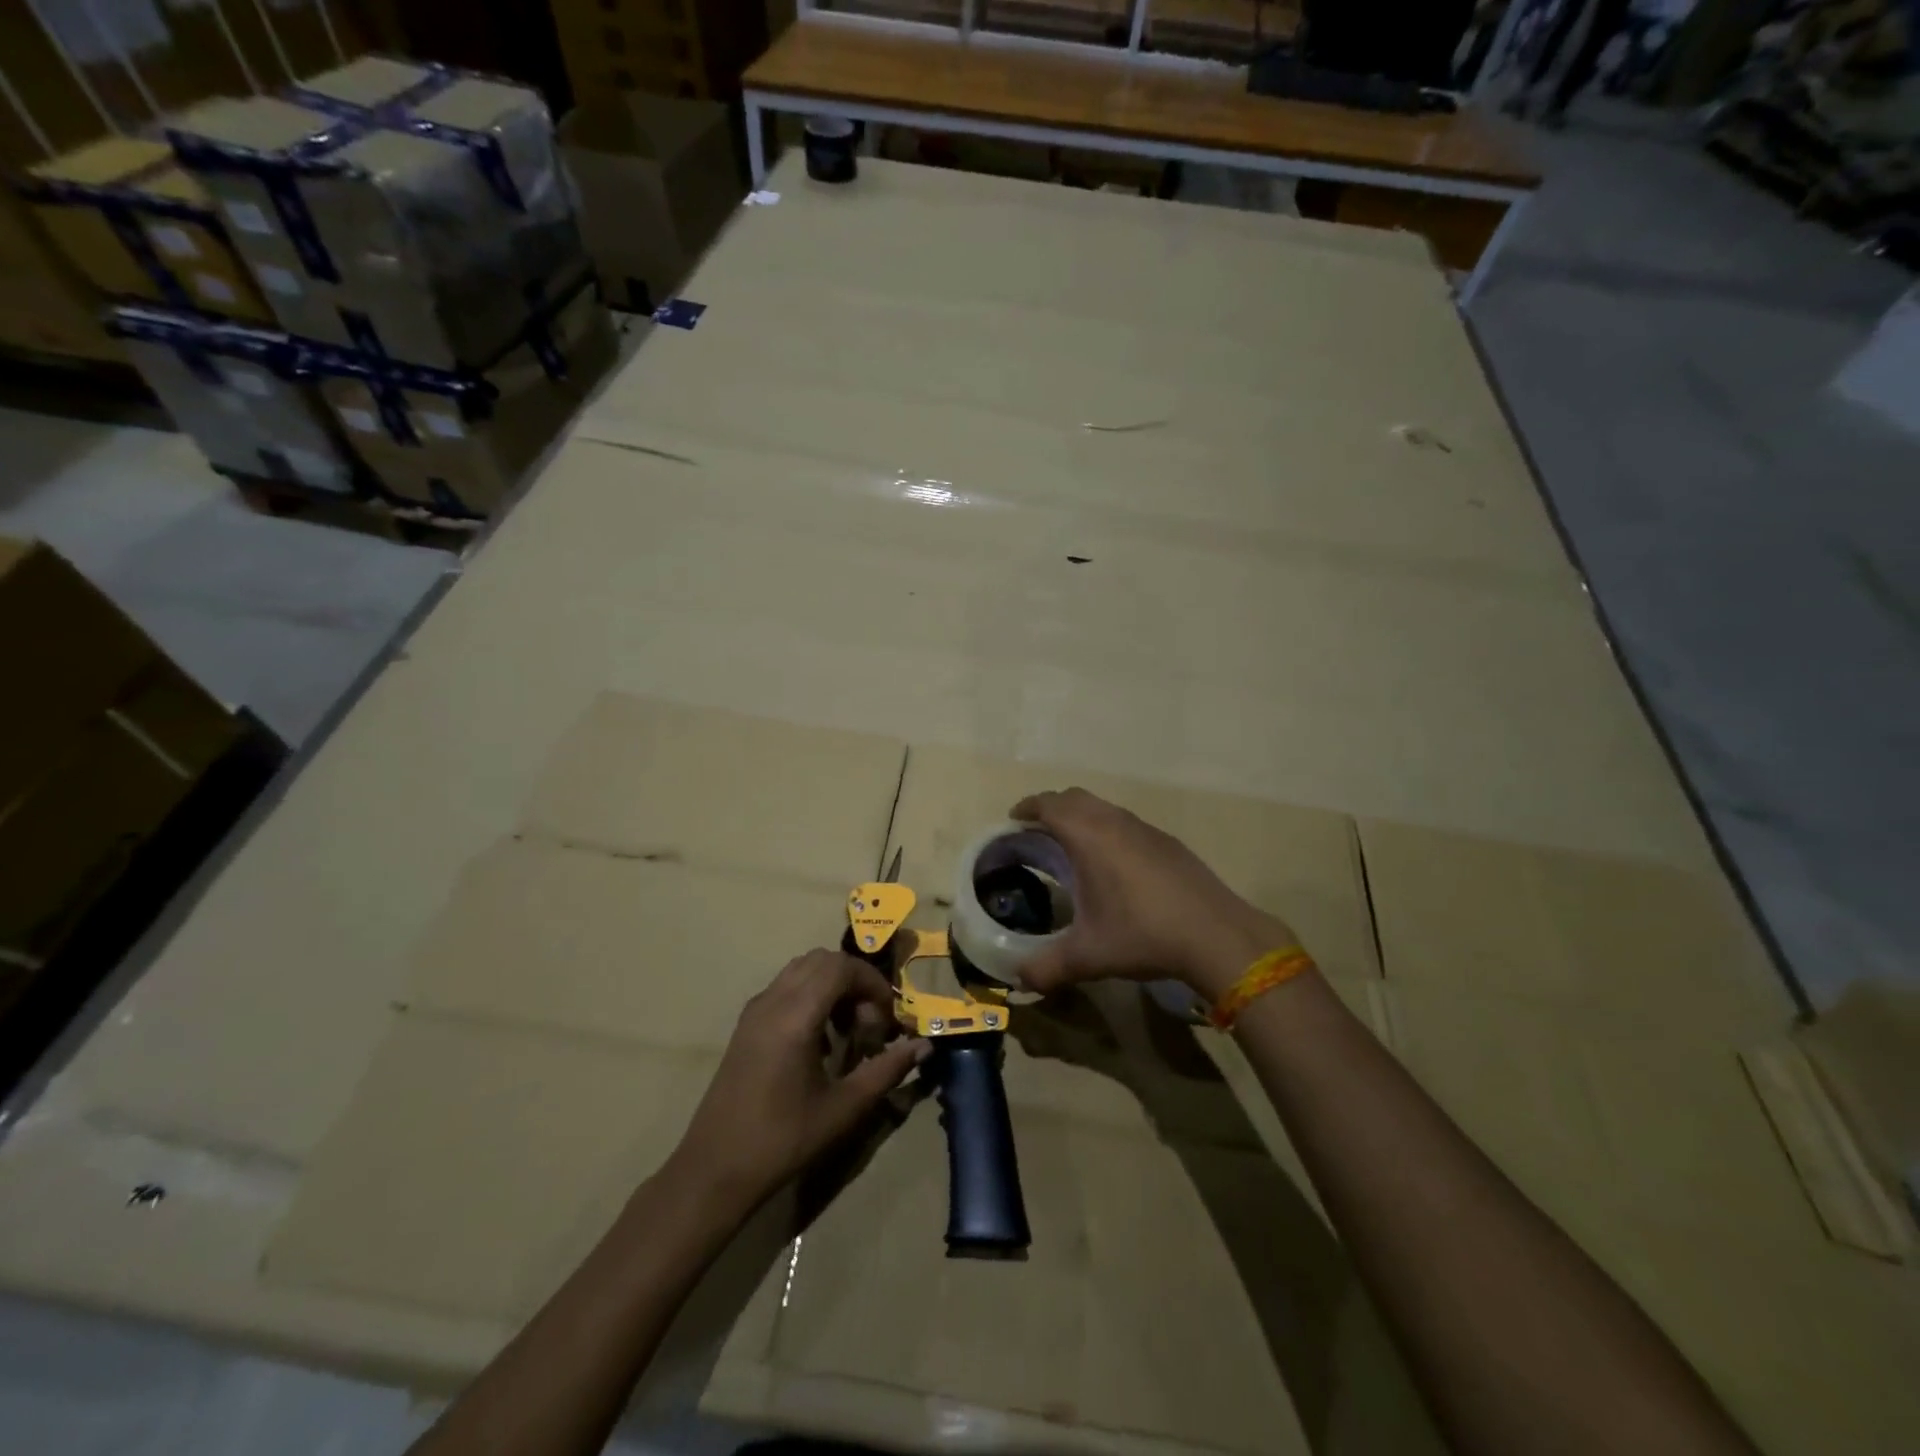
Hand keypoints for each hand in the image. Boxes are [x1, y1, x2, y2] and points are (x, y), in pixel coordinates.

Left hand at [669, 949, 928, 1212]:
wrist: (715, 1170)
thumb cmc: (783, 1140)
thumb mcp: (844, 1108)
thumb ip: (886, 1070)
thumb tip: (923, 1046)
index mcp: (795, 1015)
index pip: (841, 967)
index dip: (872, 983)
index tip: (888, 1017)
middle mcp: (773, 1000)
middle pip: (822, 960)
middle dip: (854, 981)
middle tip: (869, 1022)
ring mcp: (755, 1010)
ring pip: (802, 969)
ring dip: (832, 986)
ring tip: (848, 1030)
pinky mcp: (746, 1024)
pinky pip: (785, 987)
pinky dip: (811, 996)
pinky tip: (819, 1041)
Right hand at [1009, 788, 1296, 999]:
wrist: (1216, 935)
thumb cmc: (1143, 935)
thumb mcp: (1088, 956)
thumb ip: (1048, 967)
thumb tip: (1020, 980)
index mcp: (1089, 836)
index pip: (1049, 805)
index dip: (1027, 807)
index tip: (1013, 819)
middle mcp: (1115, 822)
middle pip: (1075, 797)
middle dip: (1051, 808)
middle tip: (1037, 832)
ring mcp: (1145, 829)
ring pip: (1104, 808)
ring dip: (1082, 817)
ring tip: (1072, 847)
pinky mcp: (1168, 842)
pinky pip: (1126, 823)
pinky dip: (1108, 830)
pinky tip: (1114, 865)